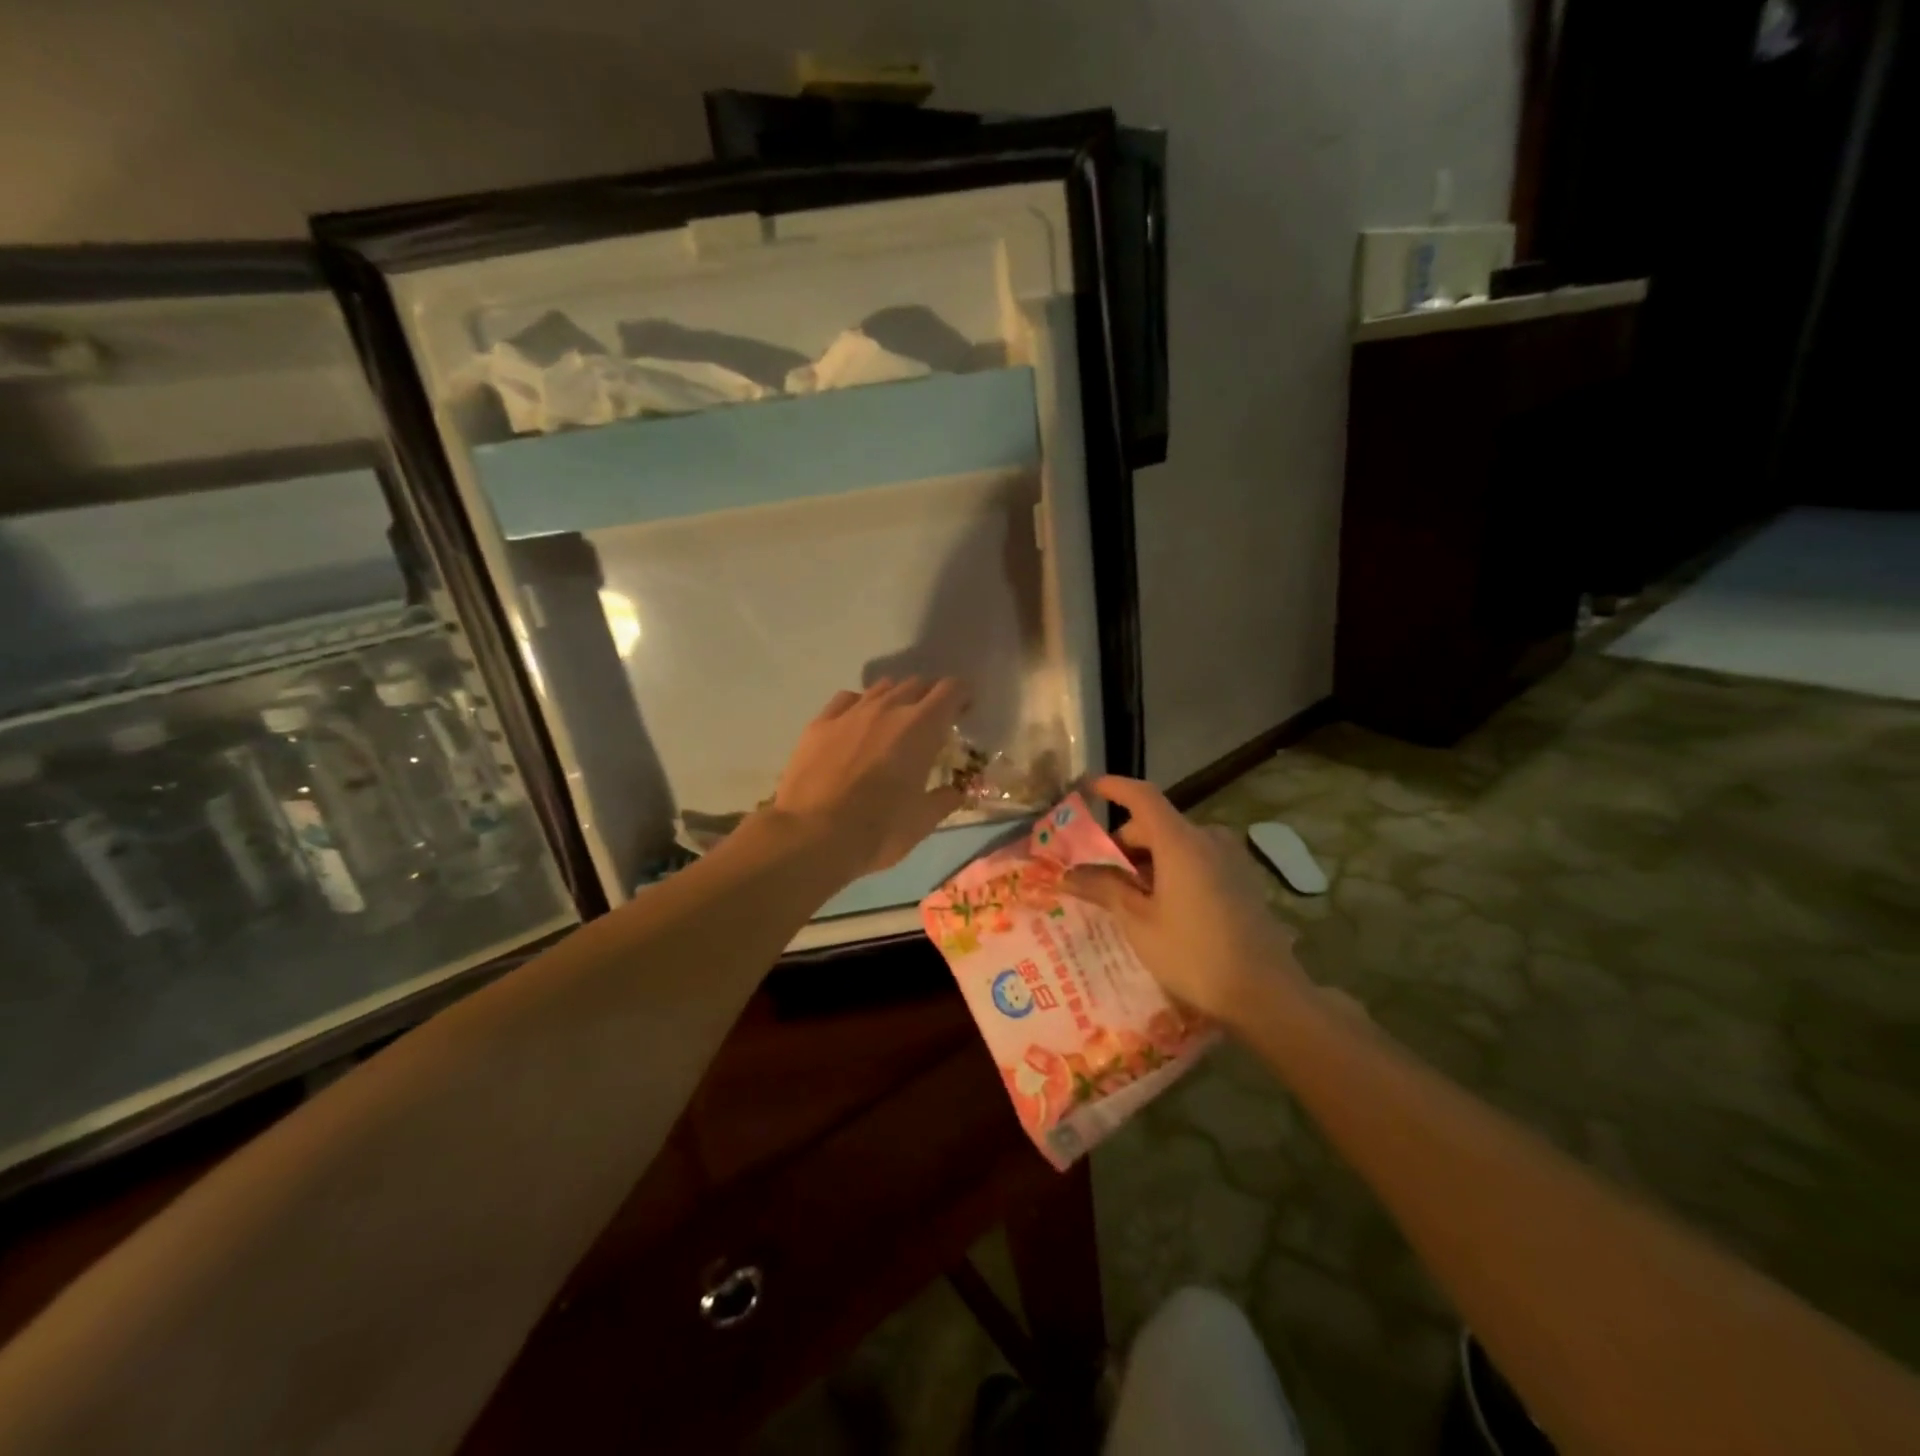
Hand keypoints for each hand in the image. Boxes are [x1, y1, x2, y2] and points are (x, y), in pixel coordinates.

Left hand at [772, 678, 968, 878]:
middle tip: (930, 724)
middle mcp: (888, 708)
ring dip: (895, 699)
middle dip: (928, 698)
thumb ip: (944, 800)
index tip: (964, 711)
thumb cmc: (878, 830)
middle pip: (916, 684)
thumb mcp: (922, 822)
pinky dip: (859, 706)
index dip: (962, 696)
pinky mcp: (820, 723)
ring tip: (893, 724)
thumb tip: (955, 791)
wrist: (812, 836)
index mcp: (921, 727)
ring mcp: (850, 712)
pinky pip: (847, 700)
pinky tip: (856, 726)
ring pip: (881, 688)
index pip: (950, 690)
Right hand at [1064, 776, 1310, 1028]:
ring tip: (1128, 898)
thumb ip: (1104, 889)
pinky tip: (1162, 907)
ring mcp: (1230, 858)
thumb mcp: (1139, 923)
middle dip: (1123, 844)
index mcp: (1180, 841)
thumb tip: (1067, 875)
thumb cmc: (1194, 955)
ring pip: (1176, 844)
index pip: (1142, 796)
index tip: (1087, 788)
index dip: (1113, 787)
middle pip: (1156, 824)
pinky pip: (1197, 859)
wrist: (1266, 994)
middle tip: (1098, 876)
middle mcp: (1208, 838)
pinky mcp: (1242, 878)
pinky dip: (1171, 870)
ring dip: (1148, 861)